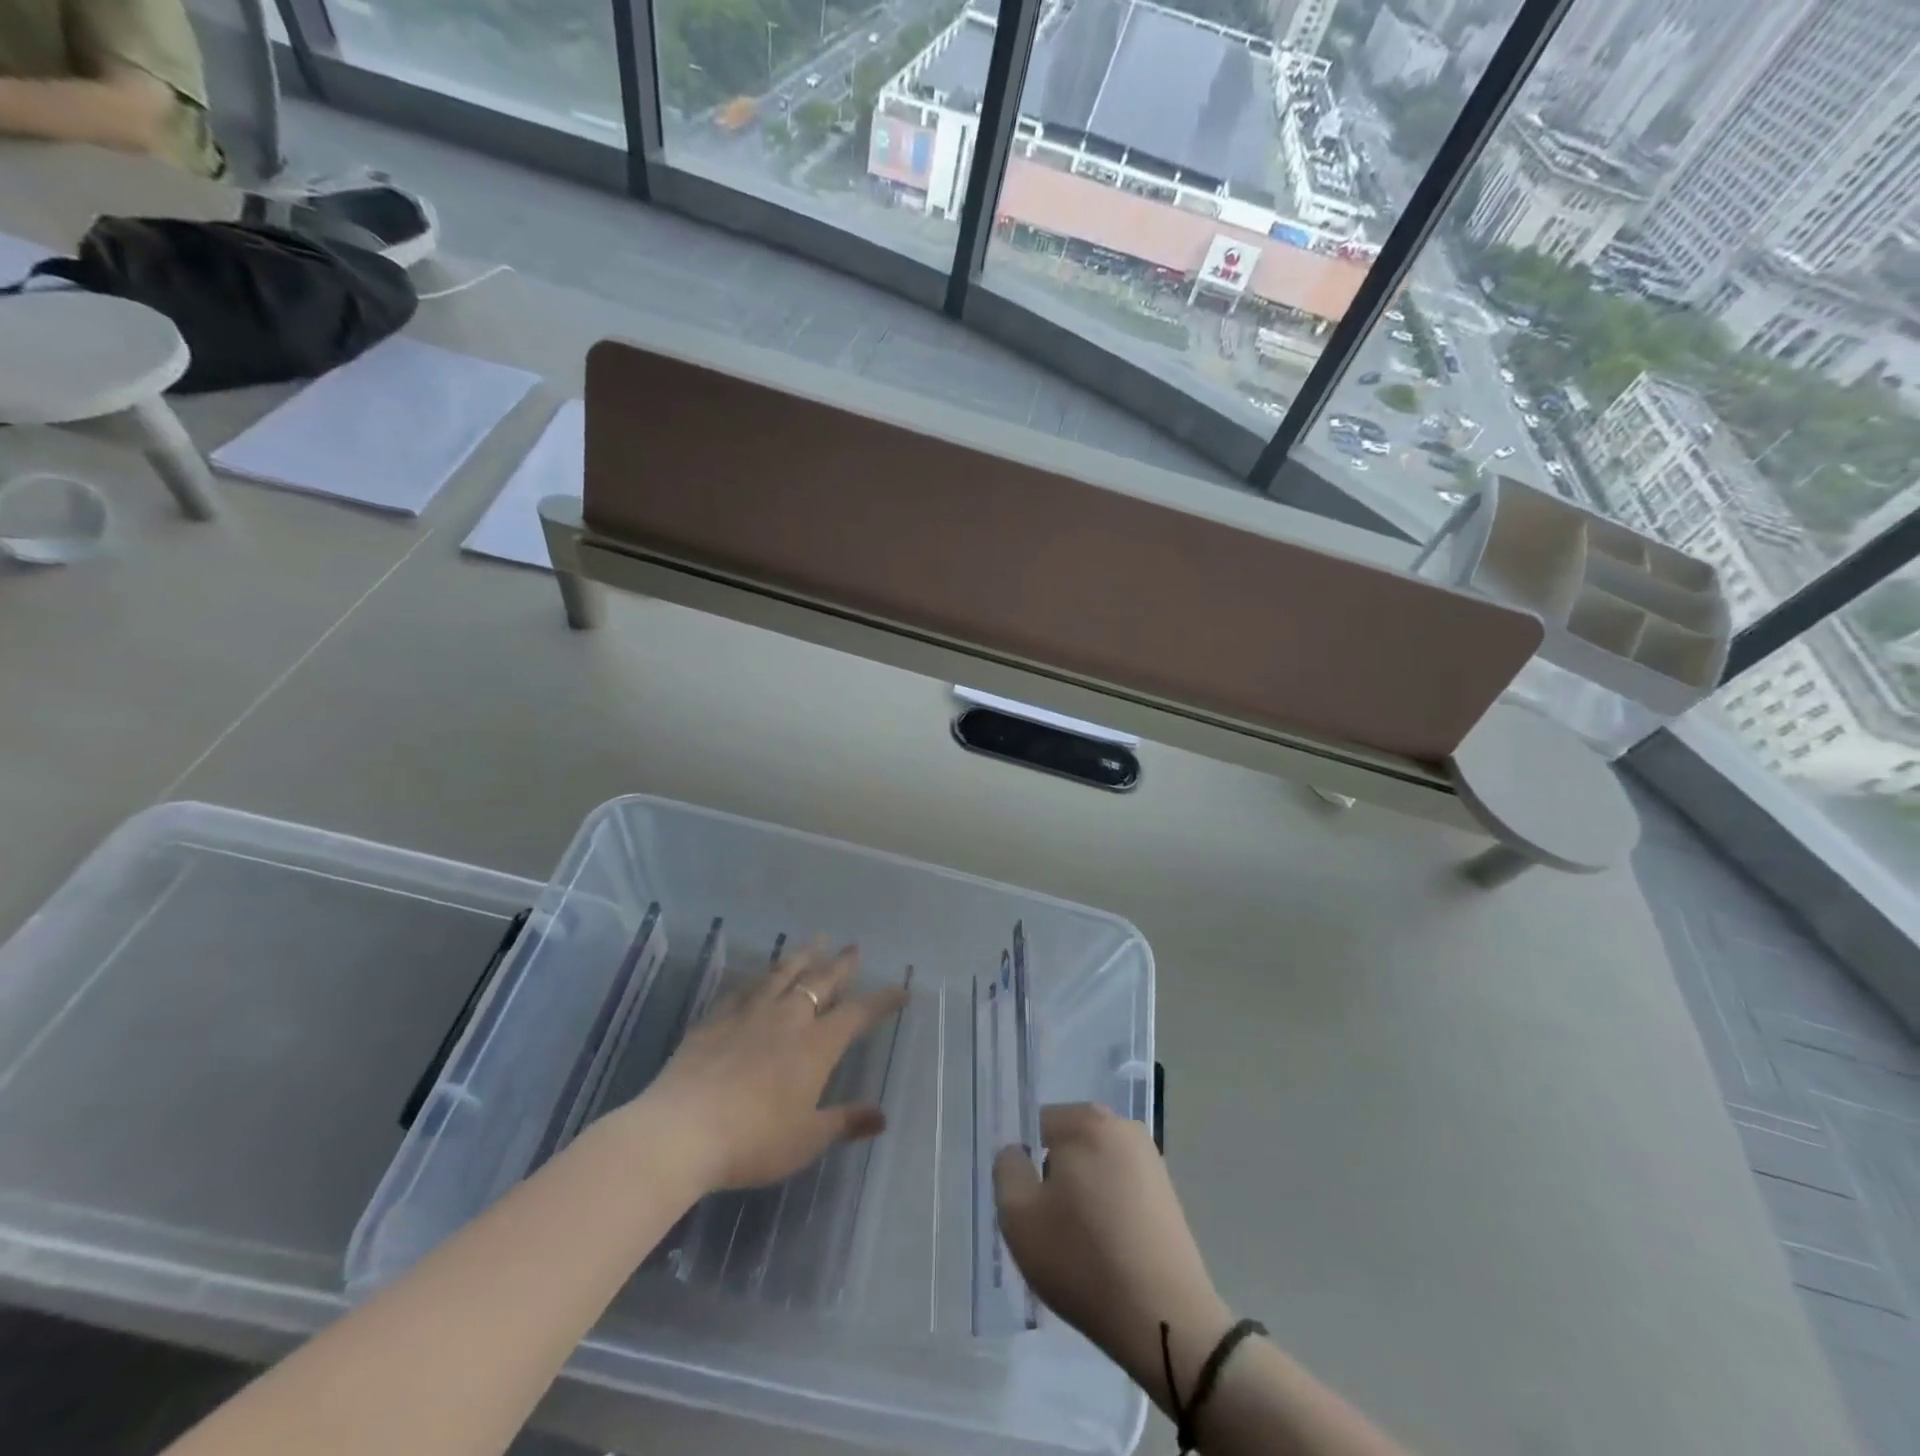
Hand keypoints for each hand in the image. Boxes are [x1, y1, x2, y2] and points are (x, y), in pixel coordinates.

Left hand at [633, 940, 909, 1194]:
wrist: (682, 1130)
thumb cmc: (753, 1141)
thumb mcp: (806, 1139)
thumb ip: (845, 1122)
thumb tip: (882, 1116)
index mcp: (816, 1046)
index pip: (857, 1014)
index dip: (881, 1000)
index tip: (901, 989)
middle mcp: (788, 1019)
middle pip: (821, 982)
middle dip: (841, 965)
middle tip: (854, 947)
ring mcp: (749, 1014)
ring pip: (783, 974)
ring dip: (802, 956)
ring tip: (815, 940)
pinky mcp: (716, 1019)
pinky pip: (743, 989)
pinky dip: (757, 978)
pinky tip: (758, 975)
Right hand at [994, 1104, 1229, 1397]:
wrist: (1165, 1320)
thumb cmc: (1083, 1260)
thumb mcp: (1018, 1216)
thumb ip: (1007, 1169)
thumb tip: (1018, 1152)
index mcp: (1087, 1120)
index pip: (1037, 1127)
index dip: (1026, 1167)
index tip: (1029, 1208)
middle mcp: (1123, 1127)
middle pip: (1068, 1147)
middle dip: (1055, 1181)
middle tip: (1050, 1230)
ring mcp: (1151, 1161)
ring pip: (1094, 1171)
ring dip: (1082, 1199)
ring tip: (1080, 1248)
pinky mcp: (1168, 1195)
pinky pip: (1120, 1193)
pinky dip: (1109, 1215)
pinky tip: (1108, 1255)